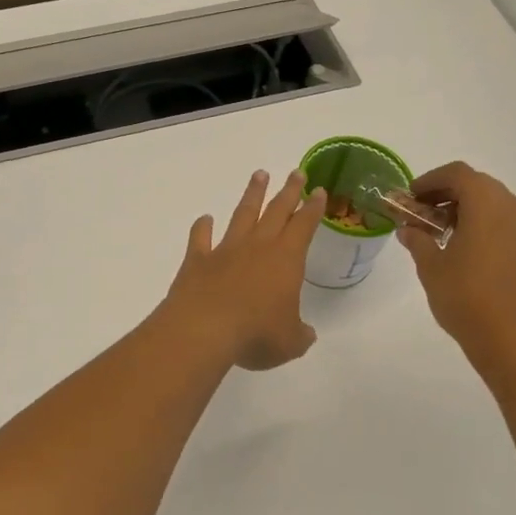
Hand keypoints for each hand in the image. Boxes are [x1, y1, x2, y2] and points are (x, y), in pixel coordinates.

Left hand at [158, 169, 325, 371]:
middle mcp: (257, 247)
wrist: (204, 329)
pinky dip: (202, 227)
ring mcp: (225, 250)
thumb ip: (299, 335)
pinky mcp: (197, 260)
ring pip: (242, 215)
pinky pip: (200, 238)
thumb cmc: (255, 334)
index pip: (304, 226)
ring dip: (251, 195)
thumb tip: (304, 334)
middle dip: (288, 191)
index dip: (313, 208)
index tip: (319, 190)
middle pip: (276, 211)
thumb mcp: (289, 342)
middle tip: (296, 172)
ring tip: (259, 176)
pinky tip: (205, 219)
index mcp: (286, 259)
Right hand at [398, 162, 515, 371]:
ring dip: (465, 210)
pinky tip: (464, 251)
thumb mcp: (431, 267)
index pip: (457, 173)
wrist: (514, 340)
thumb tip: (409, 229)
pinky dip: (482, 226)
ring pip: (493, 205)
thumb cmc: (467, 297)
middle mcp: (513, 208)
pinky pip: (505, 224)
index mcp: (487, 203)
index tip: (410, 197)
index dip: (430, 180)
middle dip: (446, 194)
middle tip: (421, 213)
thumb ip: (418, 241)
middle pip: (477, 185)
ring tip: (440, 234)